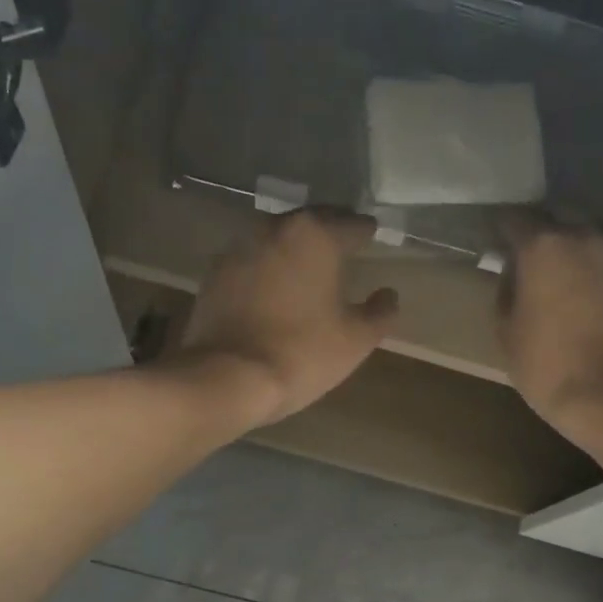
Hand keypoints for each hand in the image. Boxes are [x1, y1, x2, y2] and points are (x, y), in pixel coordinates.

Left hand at [172, 208, 398, 429]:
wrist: (227, 378)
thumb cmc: (301, 354)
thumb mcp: (355, 340)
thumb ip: (380, 312)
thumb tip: (388, 295)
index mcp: (314, 235)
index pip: (352, 223)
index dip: (367, 233)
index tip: (373, 238)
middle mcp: (274, 228)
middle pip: (311, 223)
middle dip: (329, 234)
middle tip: (344, 249)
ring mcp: (238, 248)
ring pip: (277, 240)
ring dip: (294, 250)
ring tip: (308, 269)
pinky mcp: (214, 274)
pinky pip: (251, 263)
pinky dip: (266, 270)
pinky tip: (273, 290)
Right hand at [497, 213, 602, 435]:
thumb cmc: (546, 367)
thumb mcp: (506, 333)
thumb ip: (505, 291)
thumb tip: (512, 270)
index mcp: (541, 248)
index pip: (514, 219)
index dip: (503, 230)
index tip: (498, 241)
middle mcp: (584, 234)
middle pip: (560, 210)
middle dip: (545, 224)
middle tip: (538, 247)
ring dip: (588, 226)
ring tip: (582, 244)